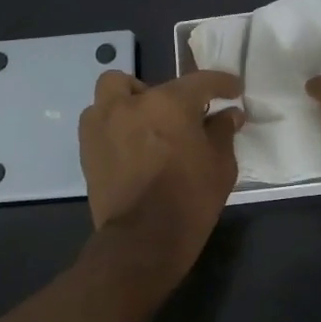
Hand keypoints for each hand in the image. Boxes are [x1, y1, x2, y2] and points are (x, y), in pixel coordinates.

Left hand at [79, 69, 243, 279]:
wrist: (143, 239)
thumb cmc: (189, 199)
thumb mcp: (220, 165)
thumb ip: (223, 132)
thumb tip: (229, 114)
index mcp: (169, 104)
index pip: (200, 82)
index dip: (221, 83)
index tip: (233, 90)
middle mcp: (132, 103)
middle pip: (150, 83)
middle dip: (167, 96)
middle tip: (180, 118)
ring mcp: (103, 123)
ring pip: (113, 92)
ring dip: (130, 101)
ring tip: (145, 125)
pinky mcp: (87, 146)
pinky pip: (98, 119)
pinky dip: (113, 123)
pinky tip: (129, 145)